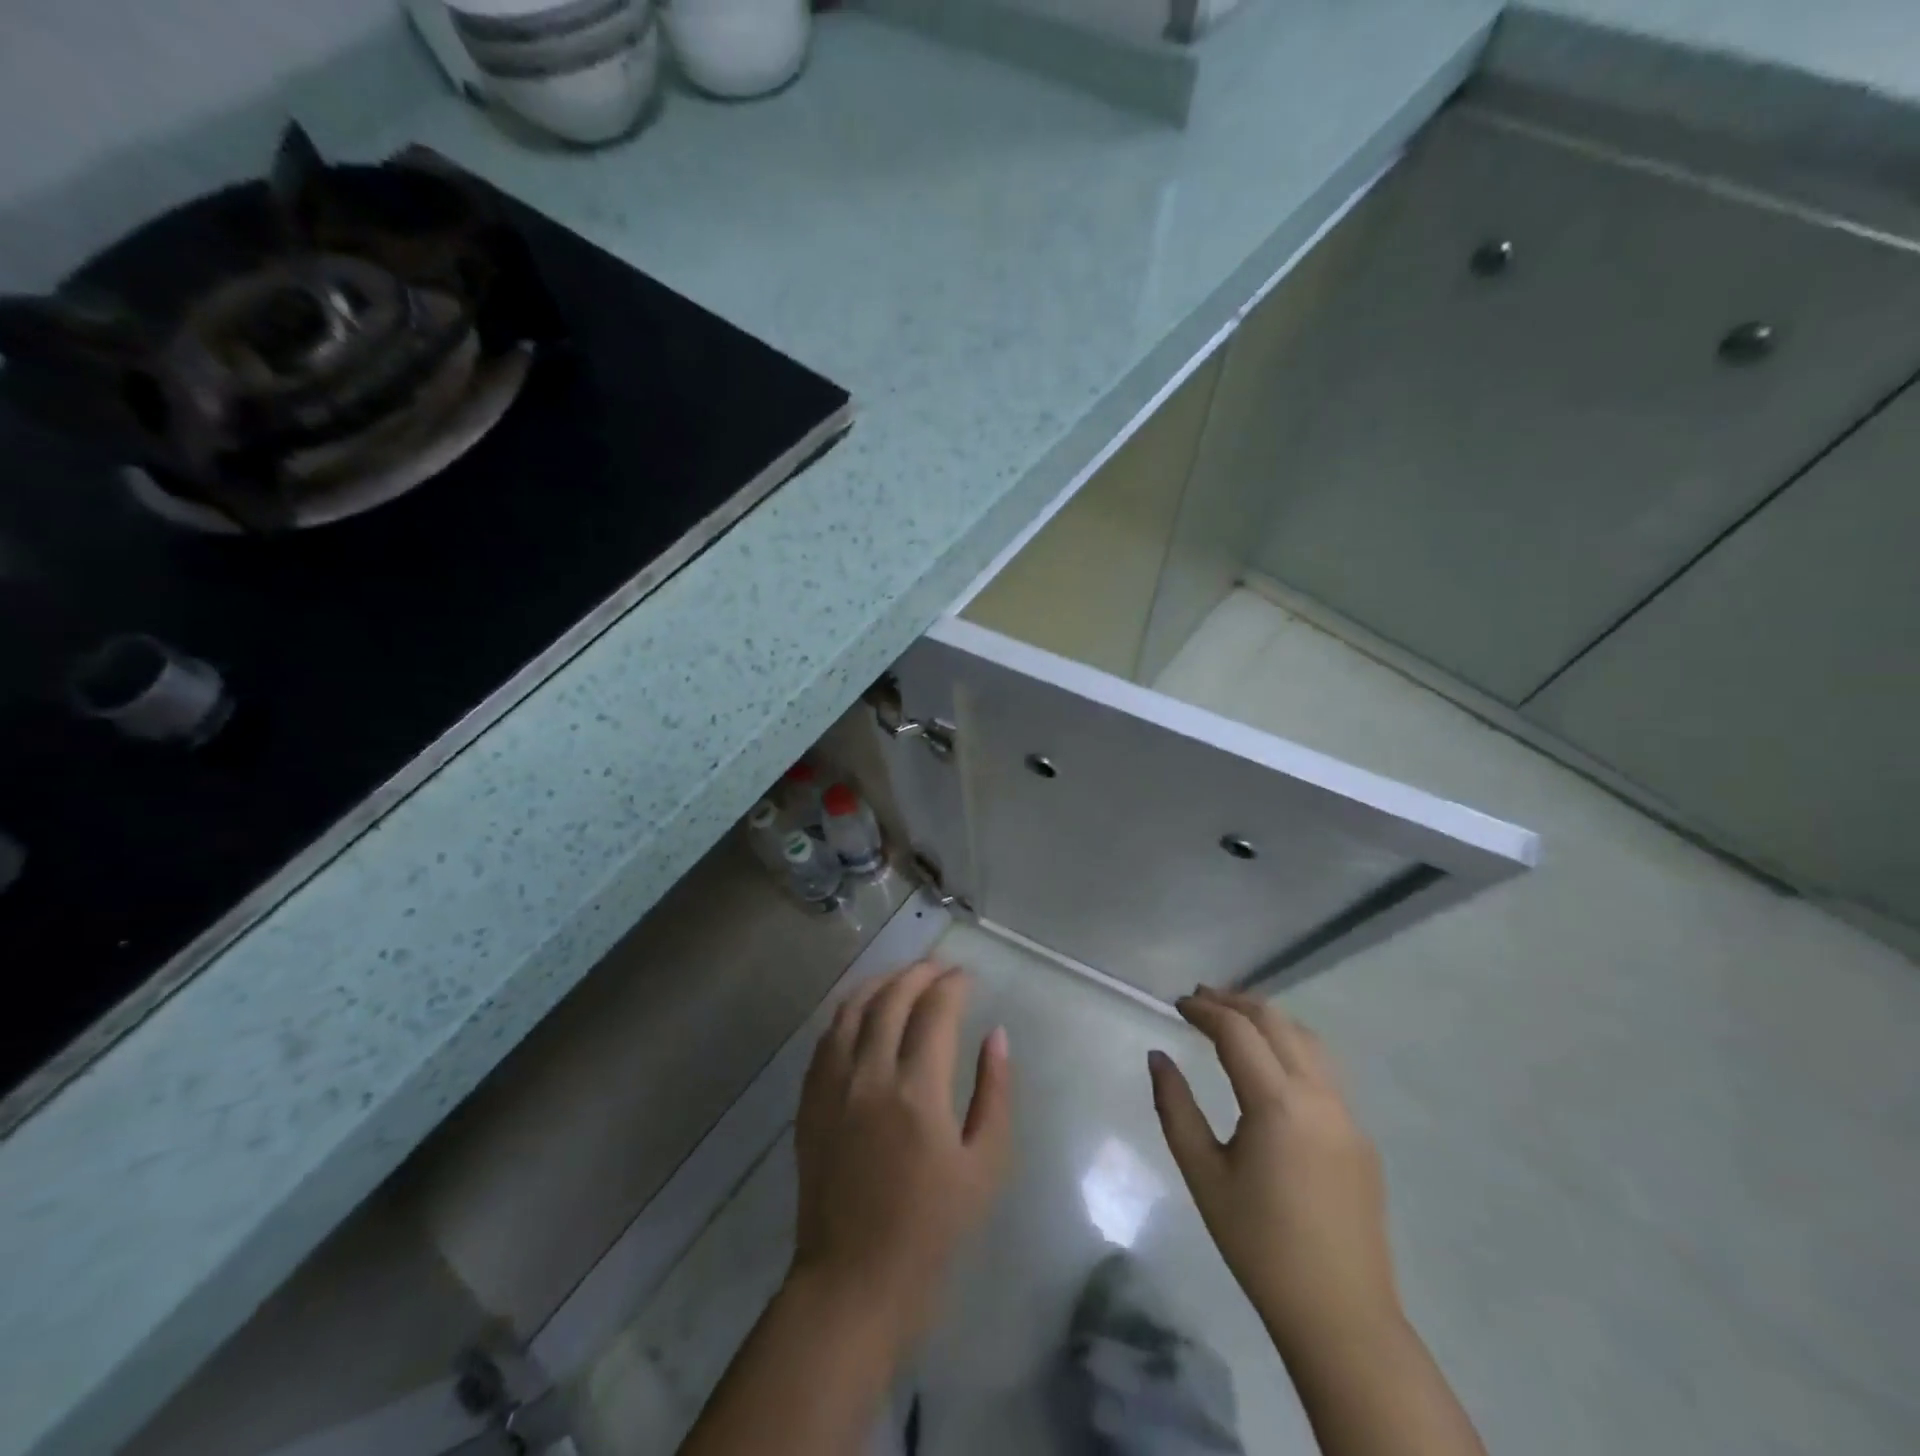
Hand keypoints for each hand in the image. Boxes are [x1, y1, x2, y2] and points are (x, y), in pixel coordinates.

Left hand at [790, 959, 1013, 1348]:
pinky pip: (827, 1036)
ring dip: (881, 982)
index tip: (968, 978)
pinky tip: (864, 1009)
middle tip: (941, 969)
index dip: (953, 985)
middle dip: (920, 973)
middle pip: (892, 998)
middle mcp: (869, 1075)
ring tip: (904, 977)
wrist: (854, 1280)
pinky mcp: (810, 1100)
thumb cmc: (931, 1230)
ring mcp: (832, 1085)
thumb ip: (995, 1093)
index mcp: (917, 1092)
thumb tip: (996, 1036)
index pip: (935, 1012)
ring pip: (853, 1008)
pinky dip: (849, 1010)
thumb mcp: (985, 1167)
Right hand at [1149, 987, 1398, 1359]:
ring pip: (1308, 1040)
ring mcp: (1347, 1115)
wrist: (1340, 1315)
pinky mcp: (1361, 1136)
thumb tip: (1157, 1057)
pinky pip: (1324, 1070)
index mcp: (1278, 1104)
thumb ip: (1174, 1108)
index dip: (1204, 1010)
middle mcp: (1319, 1096)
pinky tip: (1270, 1064)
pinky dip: (1292, 1046)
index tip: (1176, 1004)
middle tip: (1200, 999)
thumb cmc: (1258, 1244)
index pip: (1238, 1031)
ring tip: (1233, 1018)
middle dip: (1236, 1002)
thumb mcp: (1202, 1174)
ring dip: (1268, 1019)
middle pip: (1277, 1022)